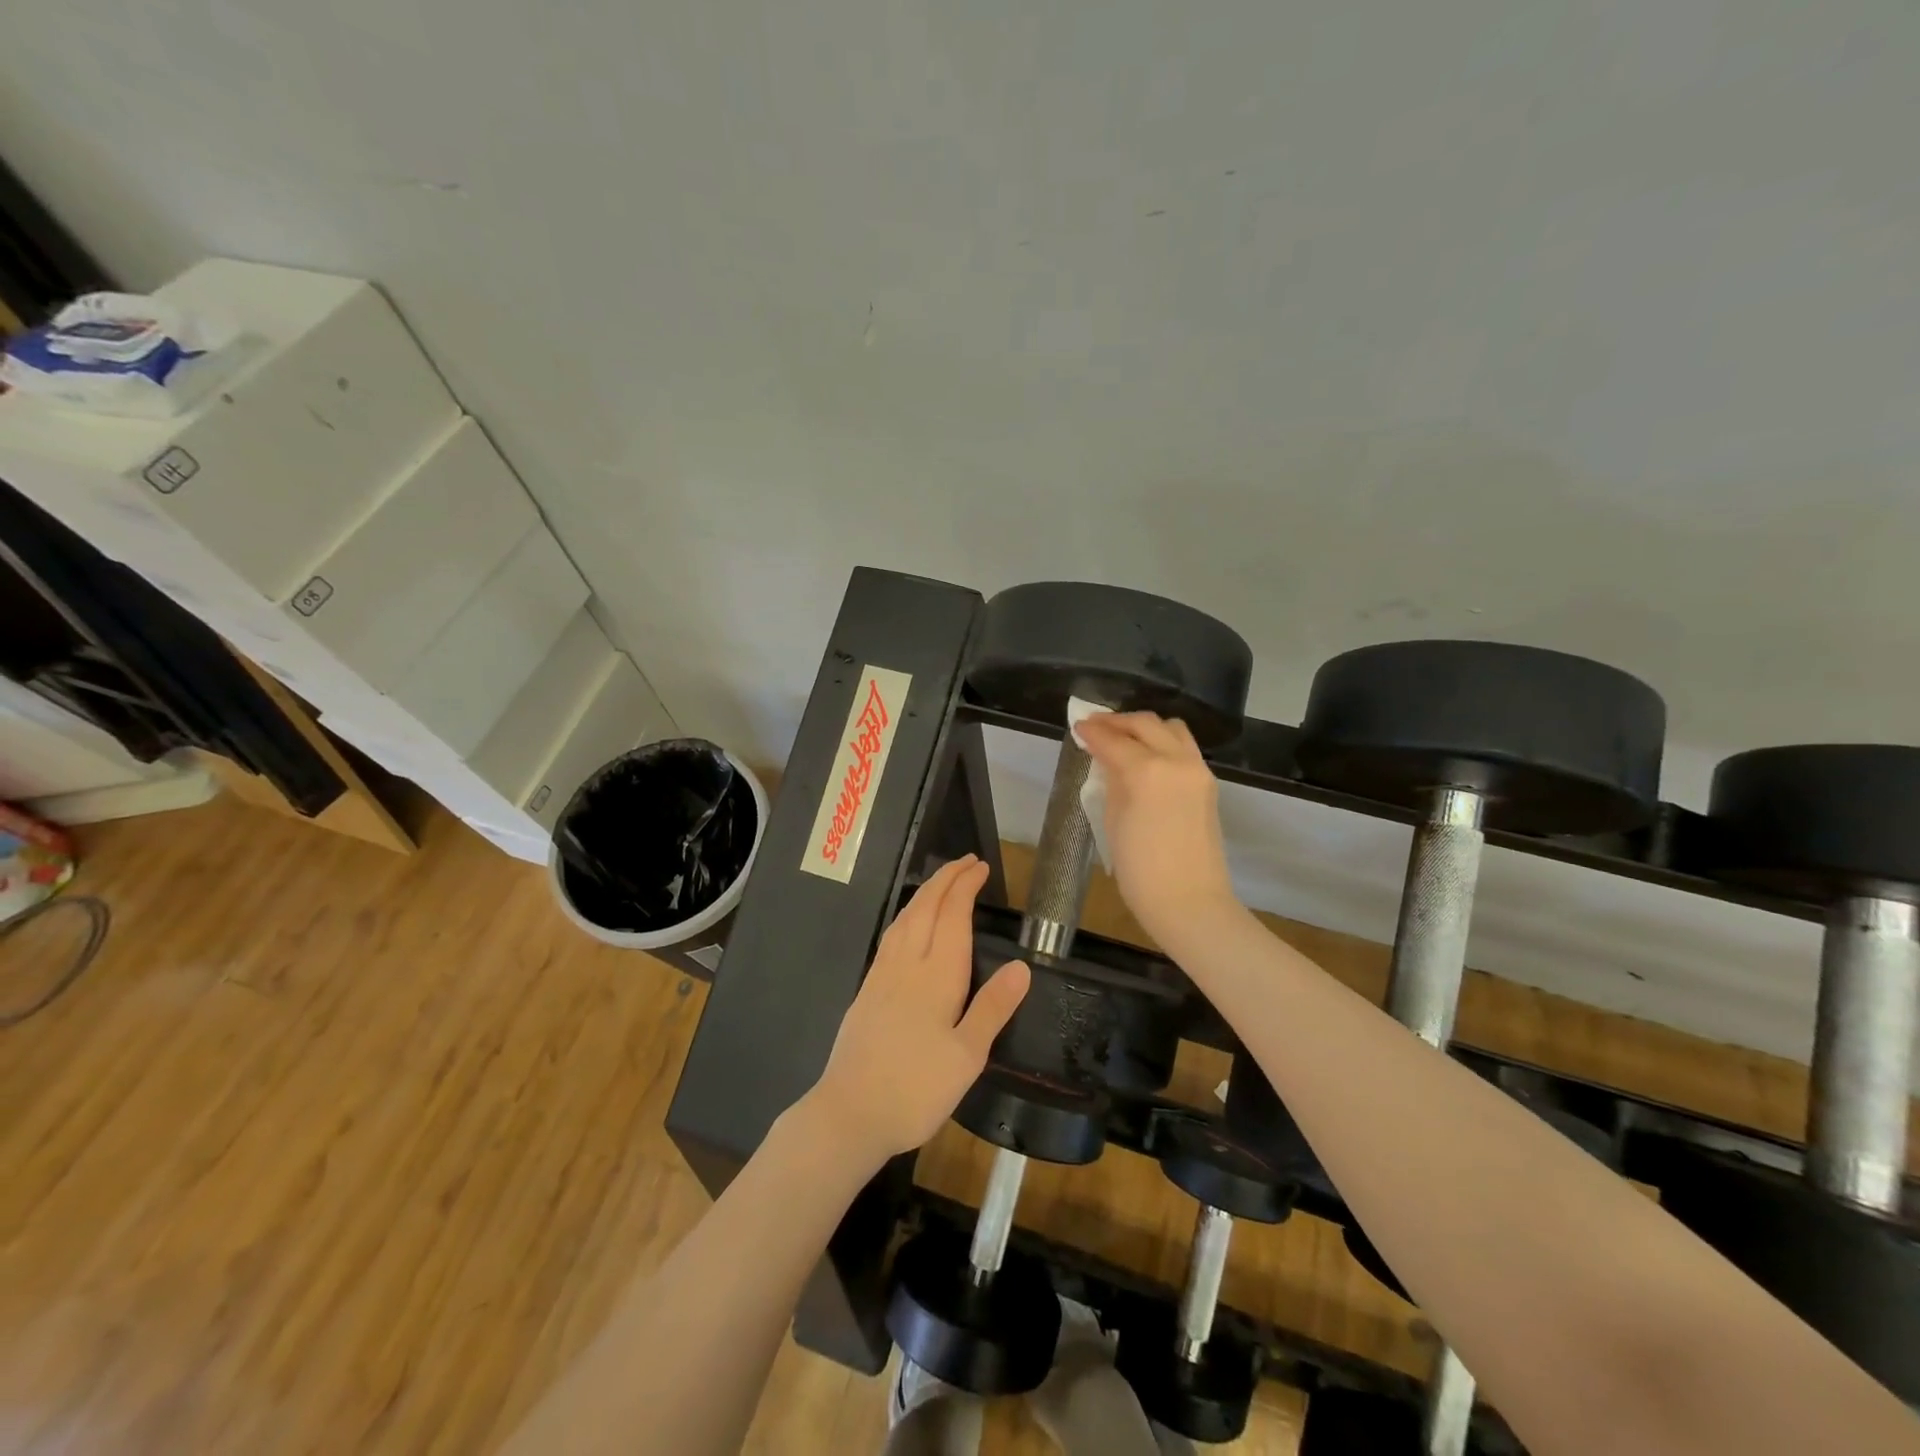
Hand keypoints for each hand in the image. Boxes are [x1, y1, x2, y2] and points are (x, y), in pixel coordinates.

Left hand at [806, 855, 1029, 1169]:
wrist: (849, 1112)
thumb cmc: (915, 1089)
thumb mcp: (967, 1056)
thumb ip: (993, 1007)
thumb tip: (1022, 966)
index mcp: (936, 975)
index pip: (952, 915)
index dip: (965, 887)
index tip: (980, 868)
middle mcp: (906, 964)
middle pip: (925, 907)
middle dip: (945, 879)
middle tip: (965, 862)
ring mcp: (881, 975)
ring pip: (904, 918)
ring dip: (924, 893)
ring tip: (941, 883)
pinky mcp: (867, 989)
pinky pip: (890, 935)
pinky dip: (906, 915)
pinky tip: (907, 925)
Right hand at [1074, 712, 1239, 946]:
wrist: (1189, 902)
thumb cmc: (1140, 870)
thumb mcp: (1114, 821)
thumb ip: (1112, 781)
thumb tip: (1107, 760)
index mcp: (1147, 770)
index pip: (1113, 740)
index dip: (1092, 732)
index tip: (1077, 726)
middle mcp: (1176, 760)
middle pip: (1145, 724)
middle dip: (1117, 721)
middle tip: (1095, 726)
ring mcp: (1197, 770)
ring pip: (1170, 729)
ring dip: (1144, 727)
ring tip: (1122, 738)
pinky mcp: (1207, 783)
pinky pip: (1184, 747)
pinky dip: (1162, 742)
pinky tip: (1145, 756)